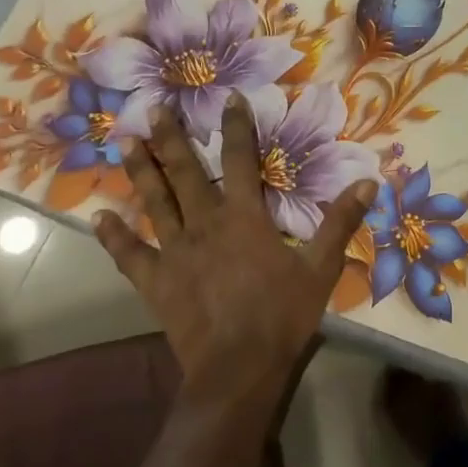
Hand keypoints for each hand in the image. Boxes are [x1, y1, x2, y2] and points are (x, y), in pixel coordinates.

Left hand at [92, 92, 376, 400]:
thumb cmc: (282, 315)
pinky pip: (130, 255)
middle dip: (171, 138)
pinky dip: (114, 237)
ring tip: (124, 143)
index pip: (241, 159)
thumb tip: (369, 182)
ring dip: (141, 172)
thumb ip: (340, 222)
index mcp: (244, 217)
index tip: (230, 97)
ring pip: (154, 203)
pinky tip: (98, 218)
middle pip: (185, 173)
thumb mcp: (321, 268)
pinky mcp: (156, 282)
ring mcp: (175, 252)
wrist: (238, 369)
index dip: (236, 126)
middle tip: (154, 109)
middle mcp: (205, 224)